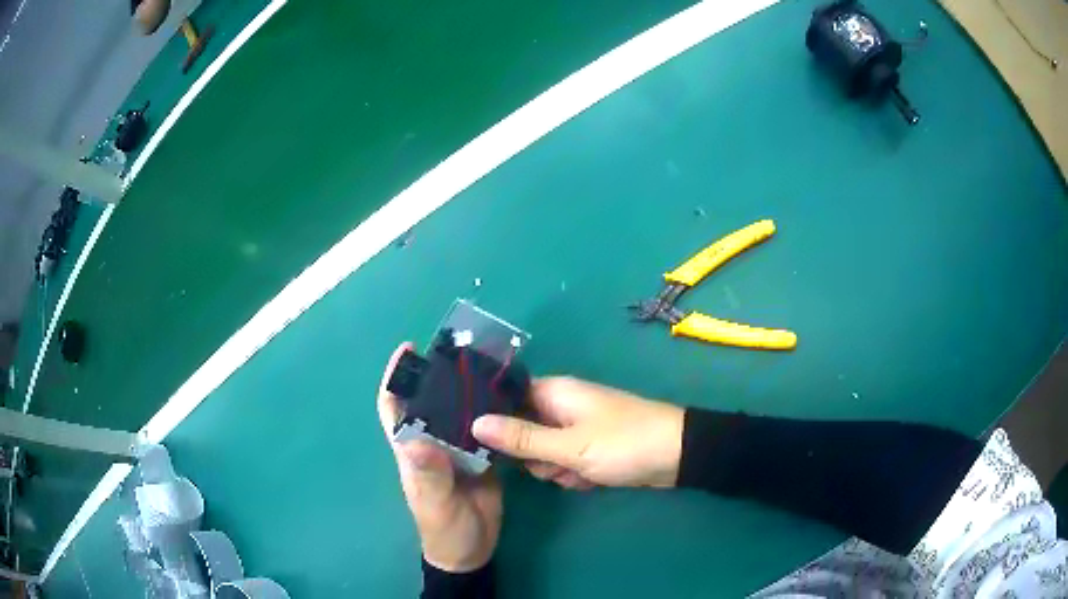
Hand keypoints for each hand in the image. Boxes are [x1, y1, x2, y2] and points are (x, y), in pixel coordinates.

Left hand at [378, 343, 501, 572]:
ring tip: (490, 368)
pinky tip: (509, 399)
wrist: (471, 551)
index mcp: (412, 450)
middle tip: (464, 352)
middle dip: (439, 376)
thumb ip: (428, 475)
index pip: (395, 408)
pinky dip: (493, 413)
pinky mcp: (483, 458)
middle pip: (430, 402)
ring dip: (468, 391)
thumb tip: (415, 439)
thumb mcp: (434, 504)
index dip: (396, 379)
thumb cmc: (443, 528)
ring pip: (458, 413)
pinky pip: (485, 430)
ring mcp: (458, 450)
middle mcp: (432, 443)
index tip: (408, 350)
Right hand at [472, 377, 684, 488]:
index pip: (505, 399)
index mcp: (552, 392)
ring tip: (580, 472)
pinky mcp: (589, 446)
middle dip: (535, 456)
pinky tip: (593, 478)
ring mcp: (576, 427)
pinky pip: (566, 462)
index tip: (489, 448)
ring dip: (557, 469)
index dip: (495, 422)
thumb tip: (474, 422)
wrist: (678, 456)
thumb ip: (521, 438)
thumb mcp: (569, 446)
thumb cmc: (623, 443)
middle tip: (555, 464)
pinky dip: (575, 473)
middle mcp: (560, 406)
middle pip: (522, 432)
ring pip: (543, 453)